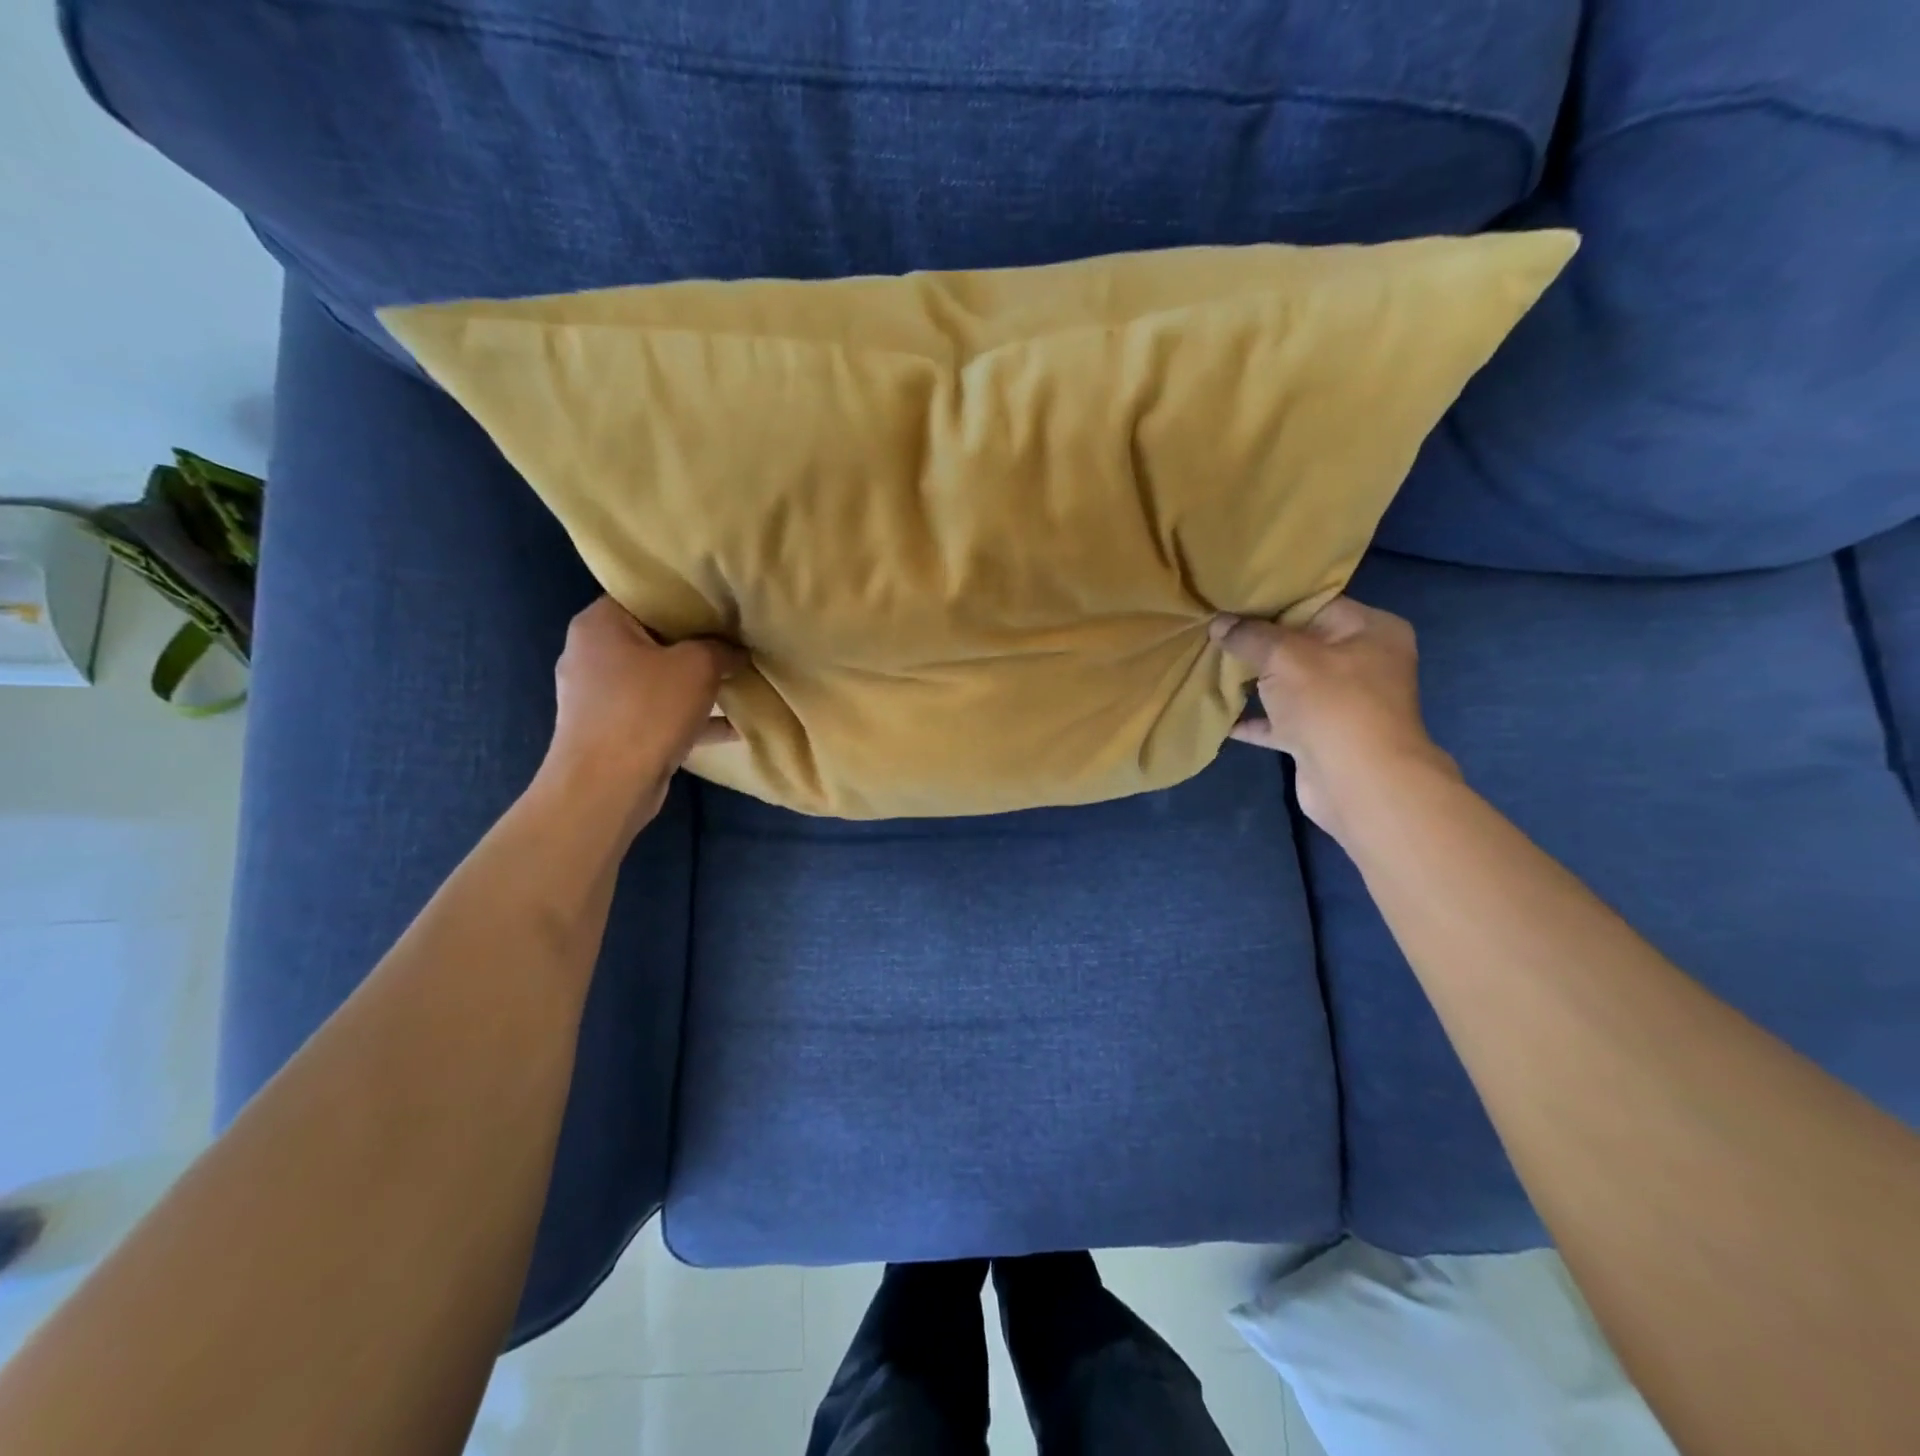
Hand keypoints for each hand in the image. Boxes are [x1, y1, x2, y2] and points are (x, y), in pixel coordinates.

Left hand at [541, 597, 744, 834]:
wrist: (606, 788)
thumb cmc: (646, 711)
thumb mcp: (698, 666)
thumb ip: (721, 649)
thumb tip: (735, 650)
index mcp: (599, 624)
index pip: (645, 595)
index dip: (686, 598)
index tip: (722, 605)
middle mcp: (591, 654)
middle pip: (654, 639)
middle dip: (697, 644)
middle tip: (736, 642)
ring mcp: (599, 697)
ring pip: (658, 679)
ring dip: (695, 685)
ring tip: (737, 682)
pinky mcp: (612, 732)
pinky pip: (658, 714)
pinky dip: (689, 717)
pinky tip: (731, 726)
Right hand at [1211, 597, 1454, 838]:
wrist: (1358, 783)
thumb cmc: (1332, 703)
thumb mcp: (1285, 657)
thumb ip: (1249, 636)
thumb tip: (1218, 622)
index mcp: (1370, 630)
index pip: (1315, 604)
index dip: (1272, 603)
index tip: (1231, 601)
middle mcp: (1363, 663)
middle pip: (1300, 643)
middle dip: (1257, 642)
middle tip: (1214, 631)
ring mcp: (1342, 703)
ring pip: (1288, 683)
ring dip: (1252, 680)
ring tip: (1209, 665)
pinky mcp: (1321, 737)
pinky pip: (1281, 720)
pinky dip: (1254, 718)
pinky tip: (1220, 714)